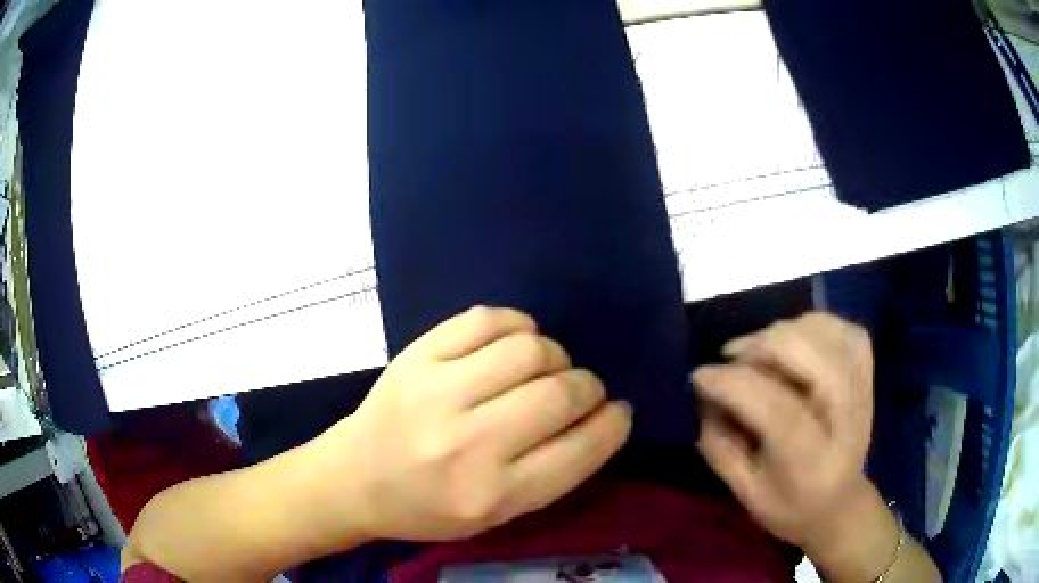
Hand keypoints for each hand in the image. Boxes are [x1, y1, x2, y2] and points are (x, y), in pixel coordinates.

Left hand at [313, 306, 631, 542]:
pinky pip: (486, 319)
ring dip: (554, 356)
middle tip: (580, 391)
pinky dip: (516, 324)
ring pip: (530, 349)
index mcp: (492, 495)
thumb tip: (603, 416)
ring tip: (544, 368)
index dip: (613, 424)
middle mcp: (467, 444)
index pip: (580, 450)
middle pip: (560, 394)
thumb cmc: (429, 507)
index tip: (619, 411)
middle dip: (587, 388)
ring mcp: (437, 392)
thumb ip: (553, 472)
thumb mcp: (497, 515)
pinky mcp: (417, 355)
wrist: (355, 479)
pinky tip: (514, 341)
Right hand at [692, 312, 875, 553]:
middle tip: (731, 359)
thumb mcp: (745, 494)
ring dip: (782, 333)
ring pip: (824, 333)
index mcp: (814, 463)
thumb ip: (721, 446)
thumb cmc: (789, 506)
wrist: (840, 503)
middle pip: (810, 357)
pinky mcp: (866, 371)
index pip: (779, 411)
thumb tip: (704, 394)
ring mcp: (863, 388)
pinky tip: (793, 342)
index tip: (699, 376)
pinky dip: (811, 324)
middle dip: (761, 347)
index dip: (735, 385)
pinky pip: (840, 327)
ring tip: (758, 352)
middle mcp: (847, 419)